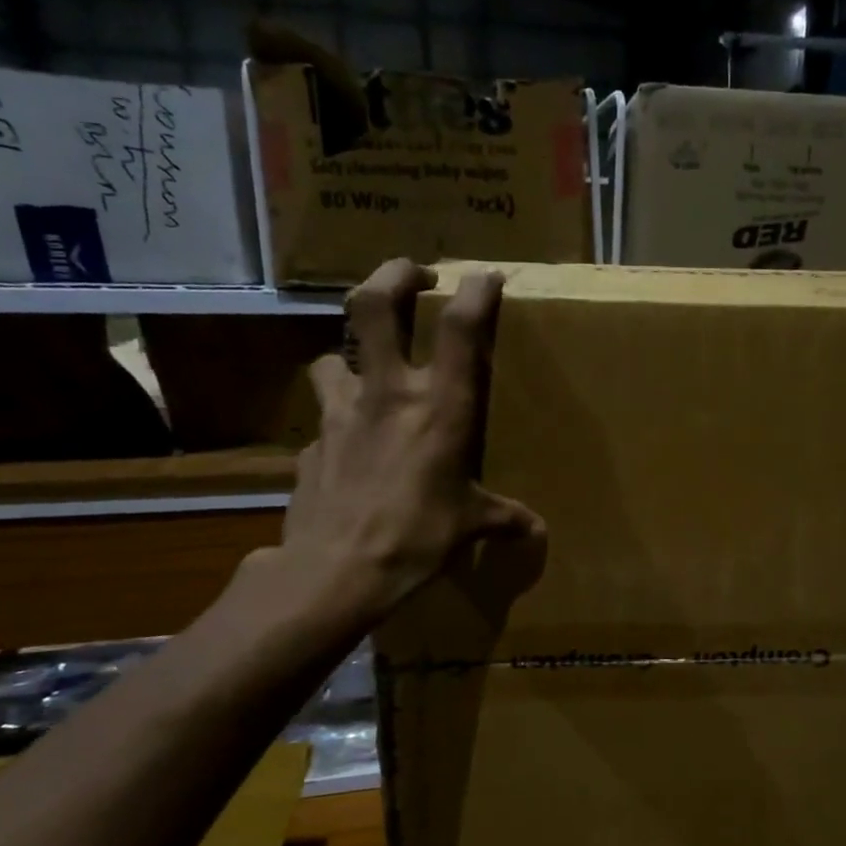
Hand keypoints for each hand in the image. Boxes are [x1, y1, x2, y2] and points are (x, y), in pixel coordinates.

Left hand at [269, 259, 543, 635]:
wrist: (335, 571)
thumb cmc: (417, 538)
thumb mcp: (469, 526)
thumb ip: (503, 518)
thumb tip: (535, 531)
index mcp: (439, 408)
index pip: (459, 329)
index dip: (475, 291)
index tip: (486, 277)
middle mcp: (387, 394)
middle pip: (375, 305)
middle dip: (394, 275)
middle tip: (412, 275)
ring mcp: (339, 414)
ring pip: (333, 355)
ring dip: (350, 354)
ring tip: (366, 370)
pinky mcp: (310, 444)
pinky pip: (323, 419)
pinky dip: (337, 422)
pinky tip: (348, 447)